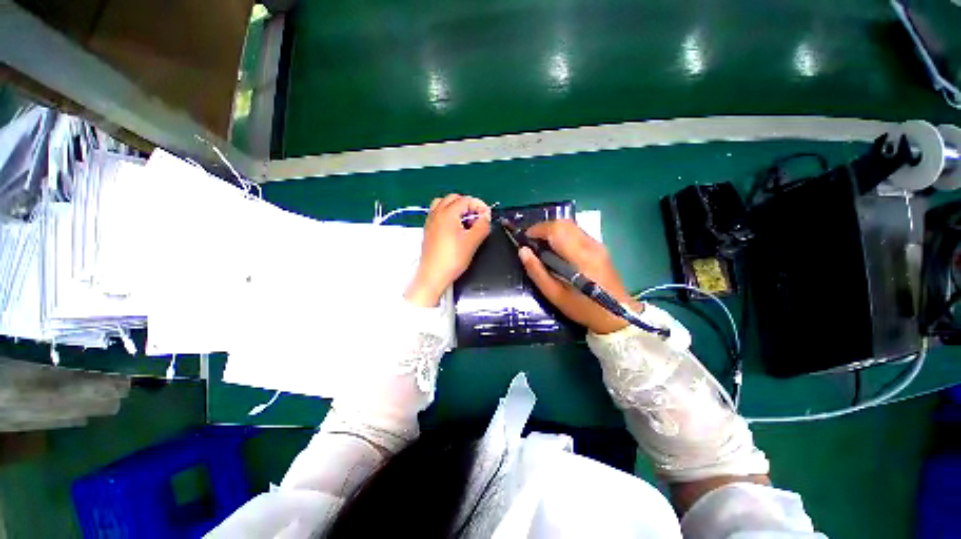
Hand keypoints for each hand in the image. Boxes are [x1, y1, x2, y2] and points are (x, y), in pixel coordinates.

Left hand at [405, 194, 491, 306]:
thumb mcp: (472, 242)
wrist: (433, 275)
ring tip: (465, 220)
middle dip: (468, 204)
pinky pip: (437, 214)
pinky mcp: (428, 230)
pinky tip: (455, 228)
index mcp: (447, 213)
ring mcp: (430, 222)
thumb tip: (486, 217)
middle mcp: (436, 214)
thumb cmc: (452, 259)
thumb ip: (482, 226)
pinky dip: (447, 214)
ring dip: (455, 207)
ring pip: (442, 204)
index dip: (479, 205)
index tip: (487, 215)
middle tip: (478, 216)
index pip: (465, 200)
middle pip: (453, 198)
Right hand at [518, 220, 640, 334]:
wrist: (616, 314)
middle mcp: (590, 245)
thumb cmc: (583, 308)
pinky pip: (576, 233)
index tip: (525, 239)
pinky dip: (562, 235)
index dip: (538, 229)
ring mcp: (597, 244)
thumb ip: (537, 272)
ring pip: (570, 226)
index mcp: (580, 257)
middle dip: (544, 228)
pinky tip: (557, 251)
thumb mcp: (554, 294)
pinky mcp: (599, 247)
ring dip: (553, 231)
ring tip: (542, 247)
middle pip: (564, 223)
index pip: (557, 230)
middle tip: (532, 243)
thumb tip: (523, 251)